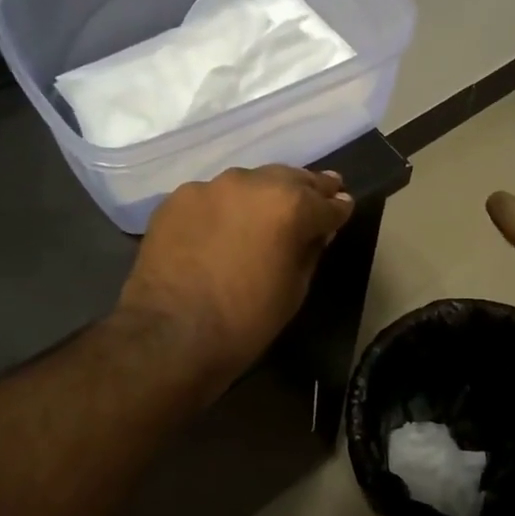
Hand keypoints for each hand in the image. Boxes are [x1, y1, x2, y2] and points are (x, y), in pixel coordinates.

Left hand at [119, 166, 353, 381]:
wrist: (171, 336)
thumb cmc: (247, 320)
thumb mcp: (296, 288)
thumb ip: (311, 248)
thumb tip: (319, 229)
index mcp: (290, 205)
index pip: (327, 202)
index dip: (338, 209)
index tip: (343, 209)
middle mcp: (253, 183)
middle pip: (290, 179)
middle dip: (305, 190)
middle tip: (317, 196)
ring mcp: (211, 187)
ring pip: (249, 182)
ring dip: (262, 195)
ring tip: (265, 212)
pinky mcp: (177, 198)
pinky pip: (213, 197)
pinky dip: (224, 208)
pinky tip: (222, 227)